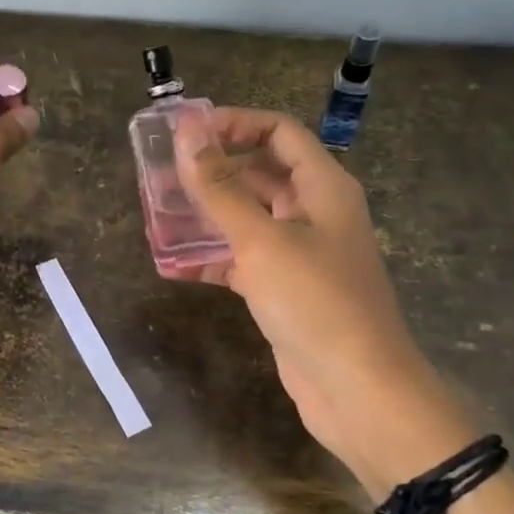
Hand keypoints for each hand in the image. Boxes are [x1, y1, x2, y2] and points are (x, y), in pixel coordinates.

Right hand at [174, 108, 473, 495]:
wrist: (356, 390)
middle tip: (158, 177)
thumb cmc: (315, 302)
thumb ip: (220, 187)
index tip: (185, 134)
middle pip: (259, 174)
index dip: (234, 124)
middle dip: (211, 172)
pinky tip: (172, 265)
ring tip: (157, 216)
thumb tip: (187, 130)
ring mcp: (300, 253)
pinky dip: (212, 259)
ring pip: (247, 219)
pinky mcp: (284, 290)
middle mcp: (314, 213)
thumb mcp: (261, 240)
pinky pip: (243, 260)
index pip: (278, 132)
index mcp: (323, 187)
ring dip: (206, 216)